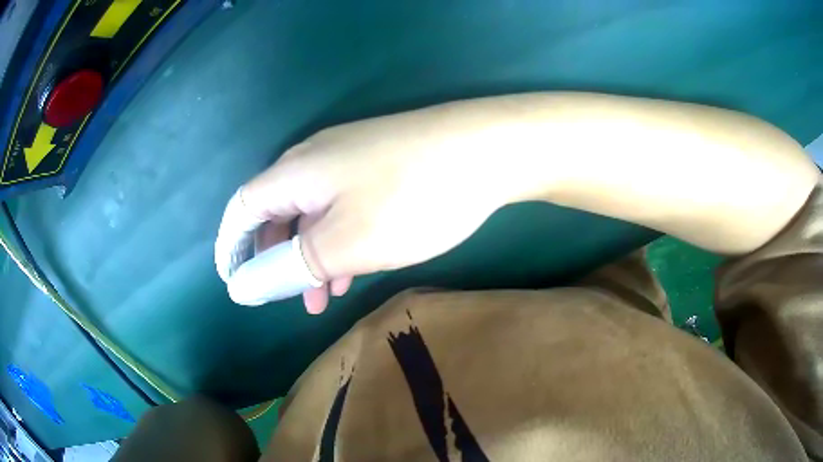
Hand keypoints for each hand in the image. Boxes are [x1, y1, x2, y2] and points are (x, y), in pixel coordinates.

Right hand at [215, 100, 519, 313]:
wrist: (485, 150)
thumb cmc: (410, 198)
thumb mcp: (342, 244)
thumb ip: (287, 267)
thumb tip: (240, 288)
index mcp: (293, 172)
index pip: (241, 209)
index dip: (232, 247)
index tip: (235, 283)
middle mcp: (313, 159)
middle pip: (274, 211)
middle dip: (276, 259)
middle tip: (290, 298)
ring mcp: (349, 158)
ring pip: (312, 213)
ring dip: (312, 255)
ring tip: (327, 295)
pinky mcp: (378, 163)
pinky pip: (341, 206)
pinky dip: (339, 239)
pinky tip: (356, 265)